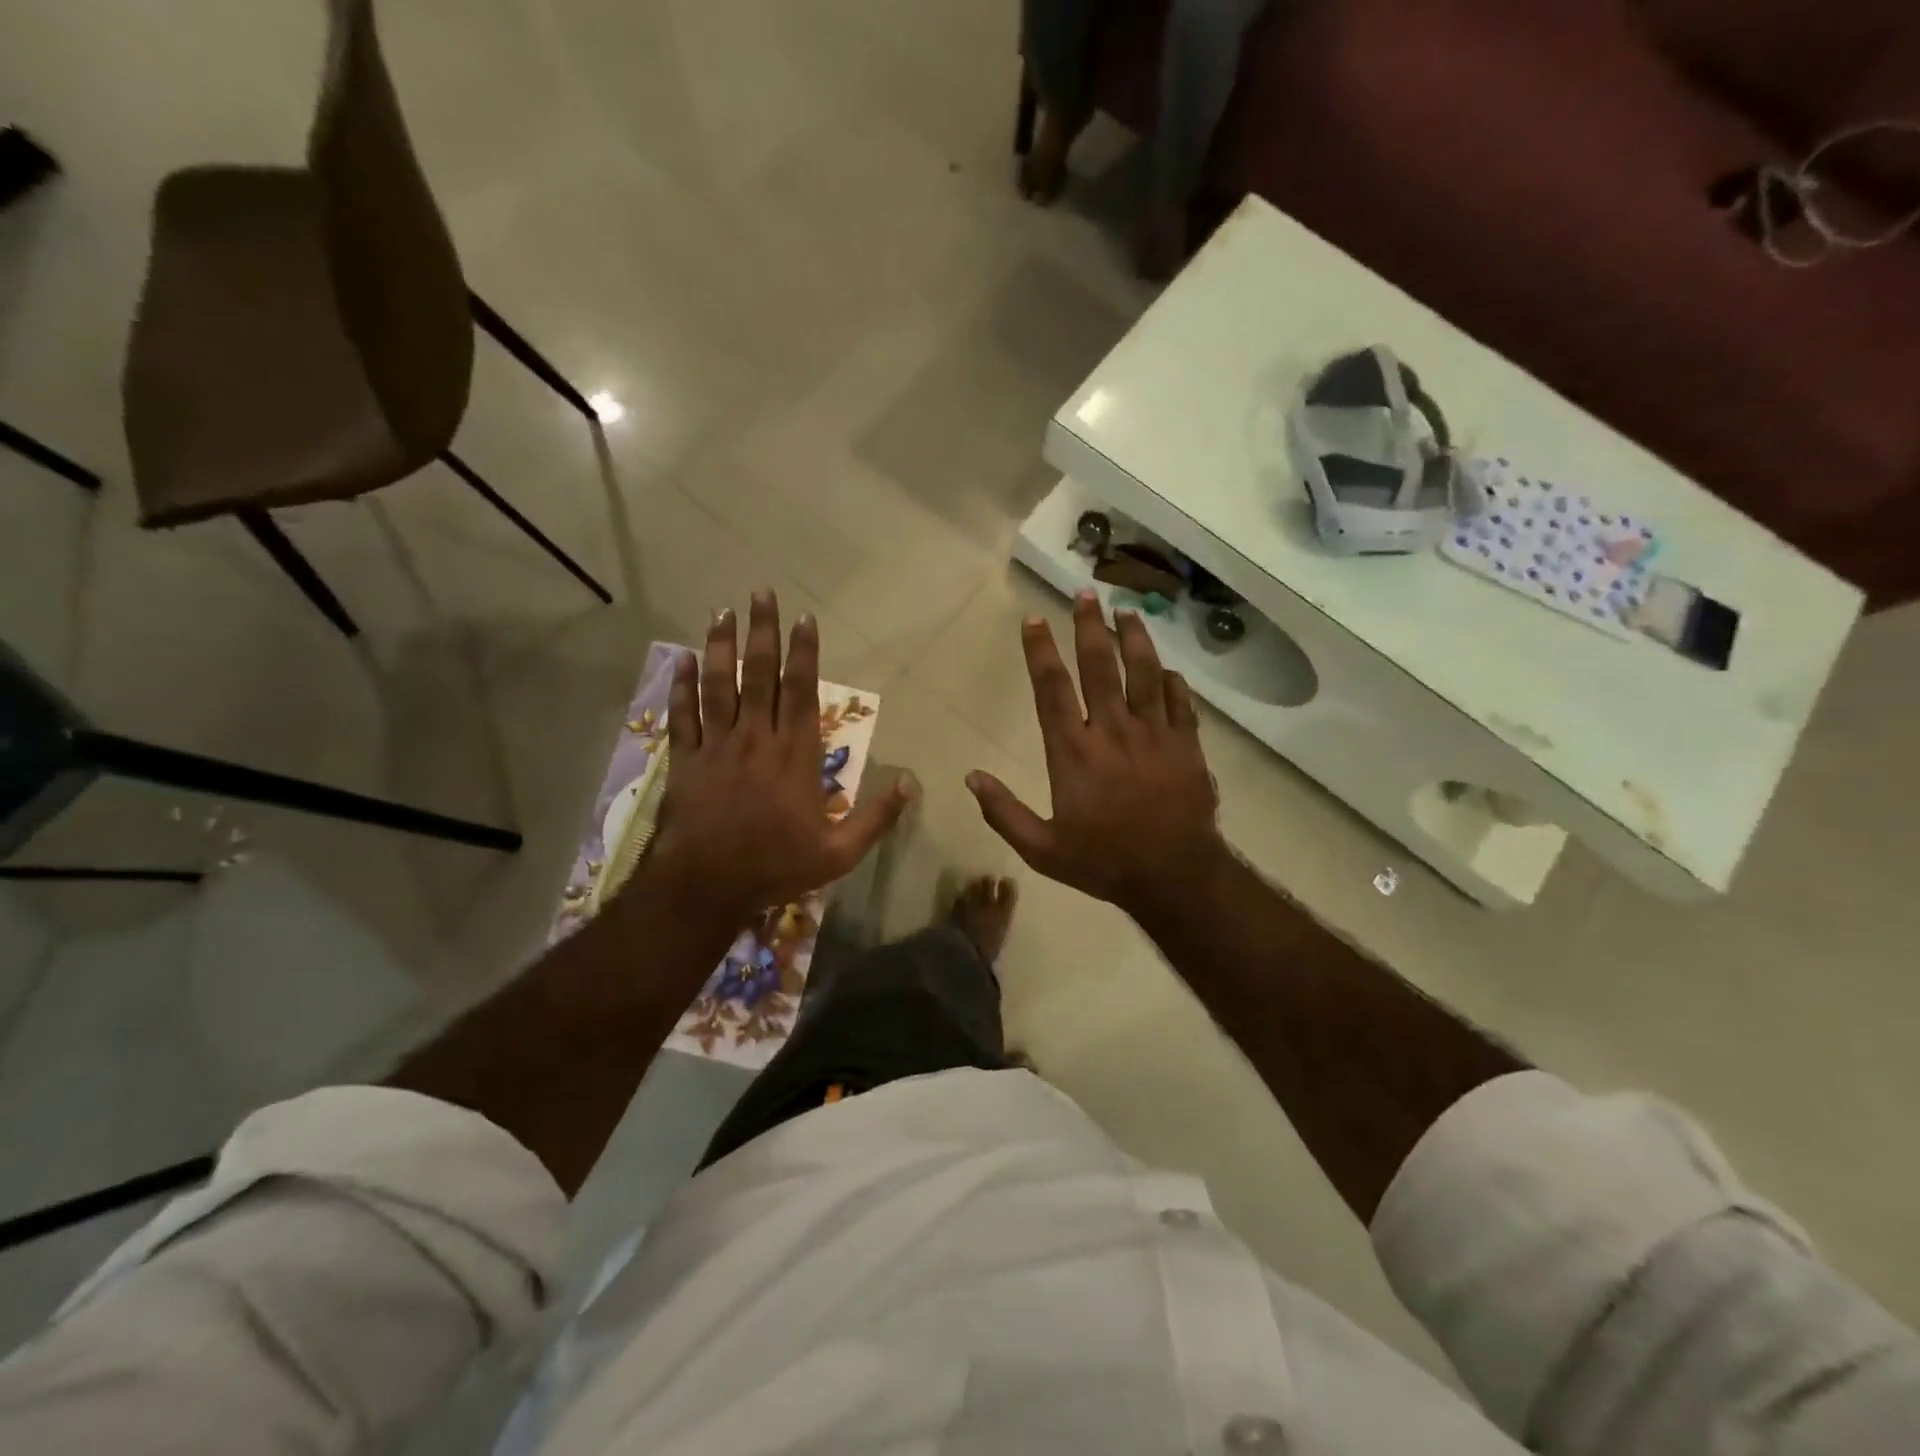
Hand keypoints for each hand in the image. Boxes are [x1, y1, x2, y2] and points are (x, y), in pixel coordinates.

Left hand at [642, 591, 909, 928]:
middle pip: (759, 675)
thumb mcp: (839, 853)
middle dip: (762, 632)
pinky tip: (683, 659)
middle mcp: (757, 738)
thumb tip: (912, 784)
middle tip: (760, 594)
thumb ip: (877, 817)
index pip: (802, 691)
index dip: (804, 653)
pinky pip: (684, 715)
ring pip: (720, 686)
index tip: (804, 619)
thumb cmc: (777, 866)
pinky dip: (682, 686)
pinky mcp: (687, 761)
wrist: (707, 886)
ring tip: (722, 611)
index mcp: (796, 755)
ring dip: (721, 646)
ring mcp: (718, 746)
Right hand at [967, 590, 1231, 922]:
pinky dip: (1171, 681)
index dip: (1040, 652)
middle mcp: (1112, 731)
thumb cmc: (1103, 861)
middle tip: (1085, 593)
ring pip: (1143, 673)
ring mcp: (1154, 734)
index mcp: (1073, 752)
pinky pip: (1179, 702)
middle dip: (1089, 626)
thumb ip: (1003, 812)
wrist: (1174, 876)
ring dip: (1134, 638)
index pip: (1052, 689)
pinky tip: (1166, 668)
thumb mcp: (1041, 849)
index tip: (1034, 620)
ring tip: (1126, 611)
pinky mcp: (1186, 744)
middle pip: (1099, 666)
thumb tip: (971, 776)